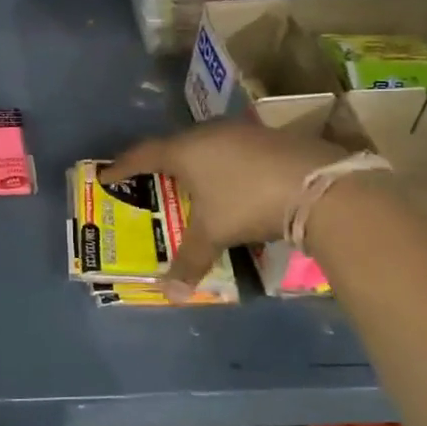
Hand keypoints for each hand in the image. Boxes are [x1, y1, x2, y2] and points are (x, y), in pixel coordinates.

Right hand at [101, 122, 350, 300]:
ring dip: (197, 163)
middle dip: (162, 164)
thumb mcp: (214, 234)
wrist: (319, 186)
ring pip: (208, 145)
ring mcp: (244, 131)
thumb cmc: (248, 204)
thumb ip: (189, 261)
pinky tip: (236, 182)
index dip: (123, 166)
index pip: (143, 155)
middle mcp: (210, 133)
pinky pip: (236, 149)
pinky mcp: (272, 137)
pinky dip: (226, 165)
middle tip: (153, 181)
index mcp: (186, 151)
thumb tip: (168, 294)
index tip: (107, 175)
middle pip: (176, 146)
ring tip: (193, 184)